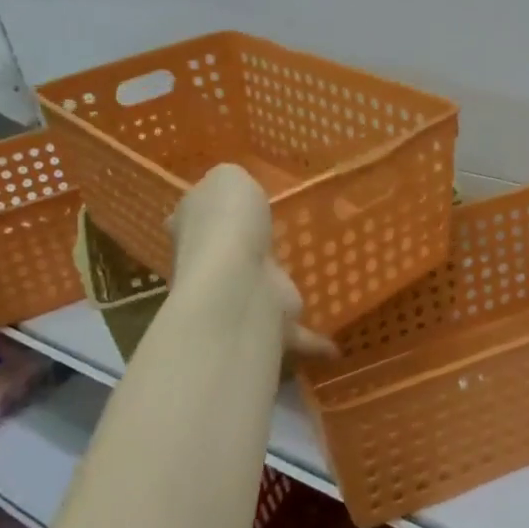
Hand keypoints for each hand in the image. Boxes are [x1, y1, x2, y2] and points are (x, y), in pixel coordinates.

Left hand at [170, 164, 334, 358]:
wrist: (237, 284)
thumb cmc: (229, 223)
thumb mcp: (228, 179)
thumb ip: (233, 182)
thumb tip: (236, 191)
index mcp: (194, 227)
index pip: (192, 216)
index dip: (205, 212)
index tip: (225, 210)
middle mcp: (209, 265)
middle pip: (222, 256)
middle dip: (240, 254)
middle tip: (271, 243)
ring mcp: (237, 298)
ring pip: (257, 293)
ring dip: (273, 294)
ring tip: (305, 285)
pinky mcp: (265, 326)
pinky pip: (294, 333)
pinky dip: (314, 341)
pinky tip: (336, 347)